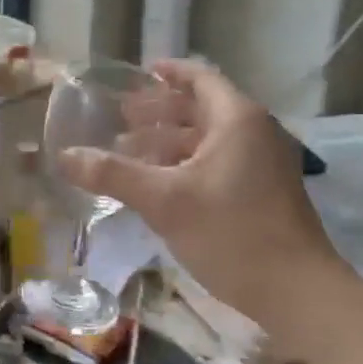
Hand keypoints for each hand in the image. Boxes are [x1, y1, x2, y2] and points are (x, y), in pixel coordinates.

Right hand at [58, 60, 348, 324]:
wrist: (297, 291)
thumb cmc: (231, 233)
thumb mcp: (164, 201)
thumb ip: (113, 174)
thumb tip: (64, 155)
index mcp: (237, 120)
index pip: (200, 78)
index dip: (168, 72)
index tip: (138, 72)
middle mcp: (255, 133)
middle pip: (201, 108)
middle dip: (159, 111)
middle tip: (119, 118)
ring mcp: (263, 164)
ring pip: (208, 140)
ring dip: (169, 142)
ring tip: (128, 153)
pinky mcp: (263, 193)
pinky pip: (218, 163)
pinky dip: (185, 165)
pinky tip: (158, 186)